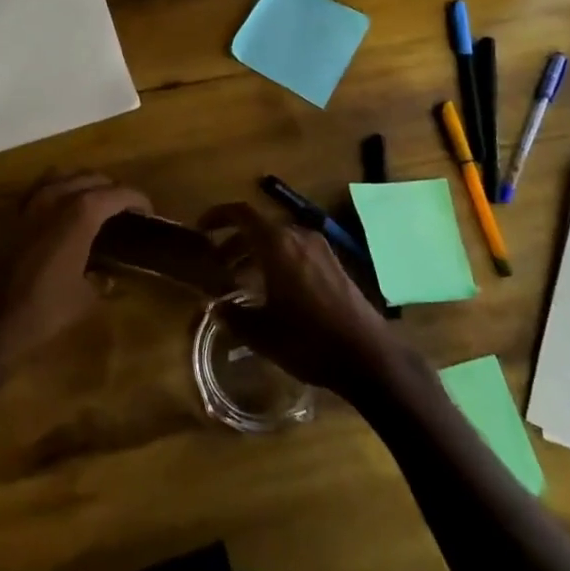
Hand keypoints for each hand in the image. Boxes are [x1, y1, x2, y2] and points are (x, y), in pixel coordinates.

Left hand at [0, 172, 151, 382]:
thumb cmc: (43, 310)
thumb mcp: (85, 299)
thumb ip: (101, 280)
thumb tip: (108, 276)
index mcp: (79, 215)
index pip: (115, 193)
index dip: (136, 199)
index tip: (148, 210)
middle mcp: (54, 199)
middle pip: (89, 178)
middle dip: (111, 188)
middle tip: (124, 209)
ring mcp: (28, 204)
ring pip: (61, 176)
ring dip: (81, 182)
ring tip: (94, 202)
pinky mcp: (10, 216)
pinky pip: (38, 189)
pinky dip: (56, 190)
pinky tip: (60, 210)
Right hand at [198, 201, 400, 396]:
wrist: (368, 356)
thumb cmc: (308, 340)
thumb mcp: (261, 333)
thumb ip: (233, 316)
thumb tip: (215, 307)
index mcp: (277, 244)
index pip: (242, 214)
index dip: (218, 216)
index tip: (201, 229)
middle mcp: (299, 237)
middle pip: (260, 227)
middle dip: (236, 241)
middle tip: (218, 264)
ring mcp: (321, 250)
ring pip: (280, 239)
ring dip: (257, 252)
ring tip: (242, 279)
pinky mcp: (335, 265)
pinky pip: (297, 251)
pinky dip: (278, 260)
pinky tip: (274, 290)